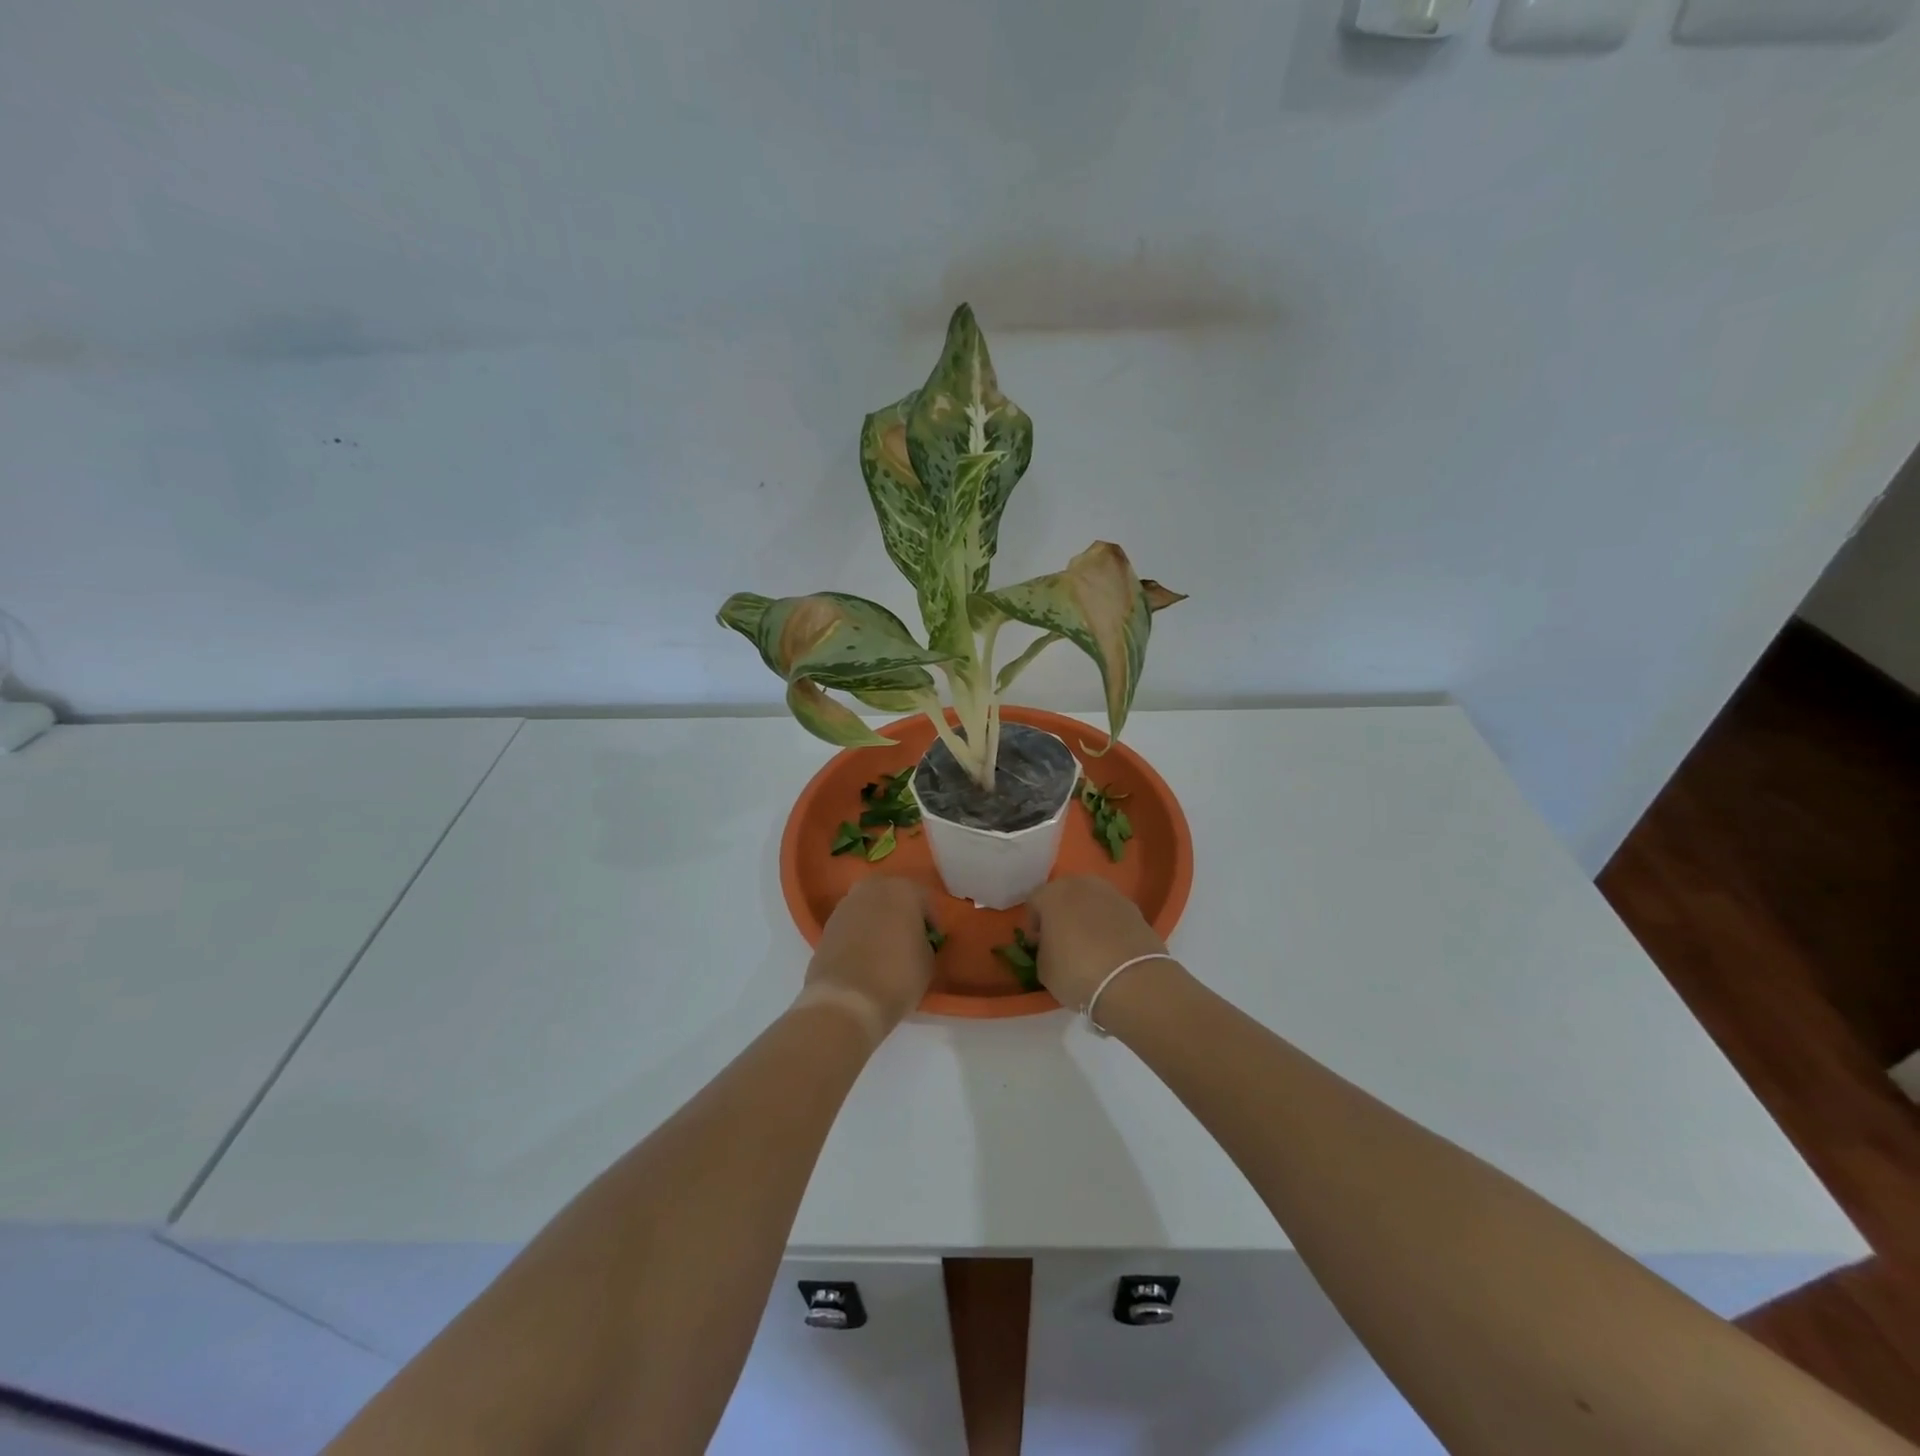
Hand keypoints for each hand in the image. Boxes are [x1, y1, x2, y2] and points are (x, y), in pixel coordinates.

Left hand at [804, 877, 936, 1035]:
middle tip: (907, 940)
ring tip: (884, 951)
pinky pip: (851, 925)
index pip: (925, 900)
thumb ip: (925, 942)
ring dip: (877, 922)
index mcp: (903, 889)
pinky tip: (863, 958)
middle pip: (892, 896)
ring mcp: (845, 905)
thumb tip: (916, 941)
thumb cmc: (898, 976)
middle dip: (901, 914)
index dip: (931, 922)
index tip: (932, 943)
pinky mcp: (826, 926)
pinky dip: (858, 935)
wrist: (846, 1000)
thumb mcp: (928, 961)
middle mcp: (872, 888)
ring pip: (869, 908)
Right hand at [1026, 876, 1170, 1010]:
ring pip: (1090, 901)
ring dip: (1086, 917)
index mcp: (1053, 894)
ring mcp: (1111, 894)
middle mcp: (1081, 885)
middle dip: (1061, 914)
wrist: (1131, 980)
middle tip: (1062, 941)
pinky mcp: (1135, 908)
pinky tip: (1110, 949)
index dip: (1033, 925)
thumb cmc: (1076, 971)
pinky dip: (1108, 926)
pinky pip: (1112, 914)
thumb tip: (1051, 947)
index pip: (1034, 902)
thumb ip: (1043, 950)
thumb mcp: (1044, 968)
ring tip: (1089, 945)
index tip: (1038, 946)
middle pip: (1064, 895)